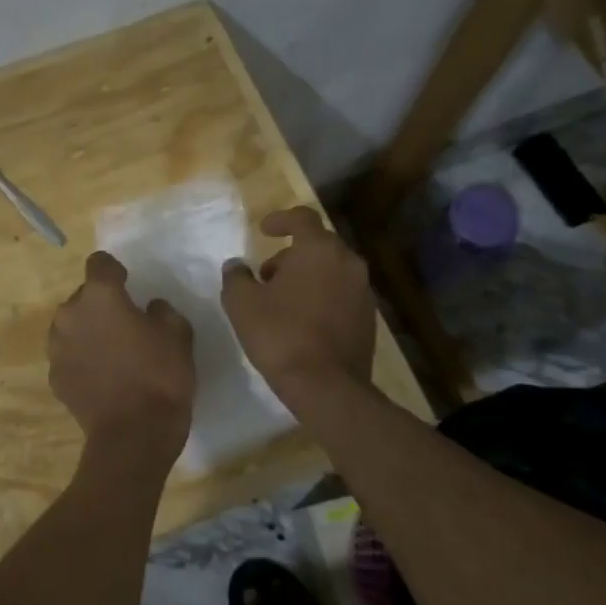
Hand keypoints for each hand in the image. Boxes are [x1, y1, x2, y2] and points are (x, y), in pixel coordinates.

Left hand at [49, 251, 195, 471]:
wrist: (133, 435)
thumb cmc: (159, 376)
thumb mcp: (178, 334)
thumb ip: (162, 311)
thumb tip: (149, 308)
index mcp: (99, 295)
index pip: (99, 263)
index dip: (115, 271)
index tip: (129, 285)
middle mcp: (69, 314)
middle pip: (83, 296)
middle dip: (101, 305)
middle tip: (125, 325)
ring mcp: (57, 347)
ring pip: (72, 326)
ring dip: (88, 331)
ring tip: (112, 353)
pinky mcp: (54, 376)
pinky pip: (69, 355)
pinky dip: (82, 359)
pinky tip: (102, 377)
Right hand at [221, 206, 375, 403]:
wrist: (327, 386)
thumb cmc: (280, 335)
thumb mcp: (242, 303)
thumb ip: (236, 277)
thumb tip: (236, 266)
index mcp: (319, 250)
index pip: (303, 218)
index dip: (281, 219)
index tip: (263, 231)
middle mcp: (348, 263)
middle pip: (318, 245)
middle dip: (291, 254)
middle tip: (266, 275)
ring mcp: (363, 291)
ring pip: (332, 270)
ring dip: (307, 276)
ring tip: (282, 301)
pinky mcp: (369, 319)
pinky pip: (342, 294)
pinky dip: (322, 297)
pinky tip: (303, 321)